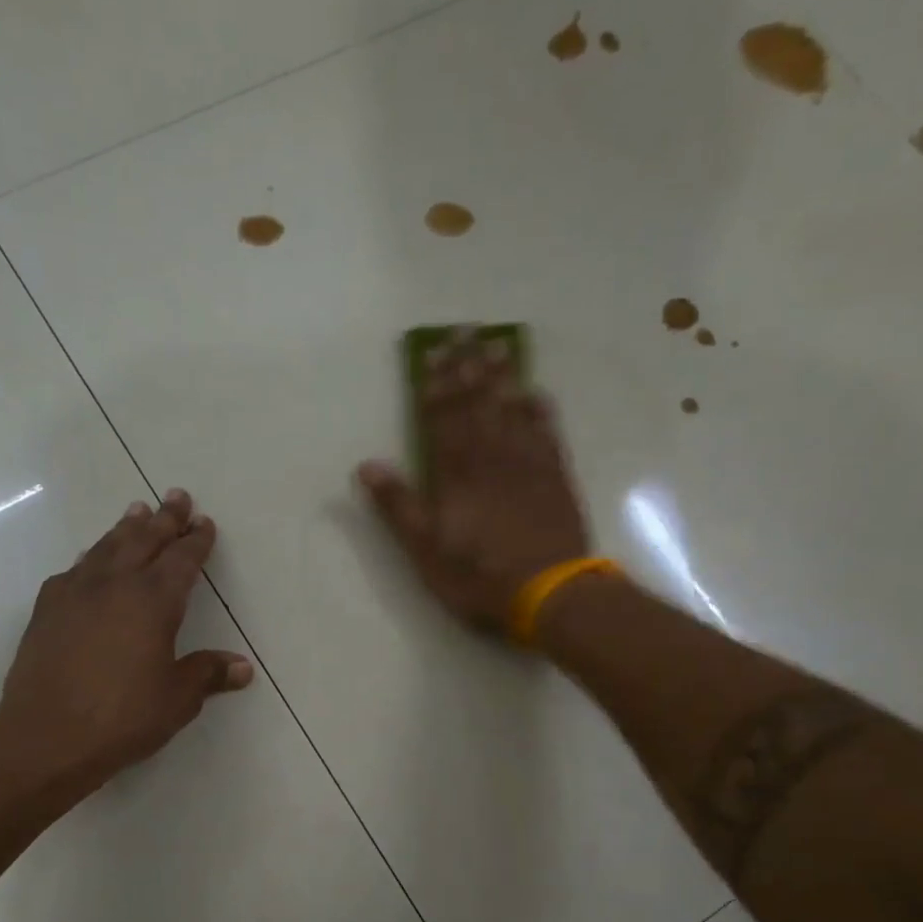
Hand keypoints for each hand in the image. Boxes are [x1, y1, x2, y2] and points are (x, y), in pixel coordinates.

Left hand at [0, 489, 251, 801]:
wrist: (46, 736)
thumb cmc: (123, 717)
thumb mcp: (177, 699)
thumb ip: (208, 674)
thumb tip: (242, 667)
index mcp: (153, 601)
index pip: (181, 560)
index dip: (195, 540)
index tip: (204, 523)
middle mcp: (115, 585)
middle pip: (143, 540)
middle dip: (164, 518)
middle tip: (176, 496)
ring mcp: (75, 593)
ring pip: (106, 547)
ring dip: (126, 528)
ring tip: (136, 511)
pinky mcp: (47, 609)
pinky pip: (76, 569)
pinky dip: (92, 557)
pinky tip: (91, 561)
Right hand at [357, 333, 590, 631]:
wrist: (547, 591)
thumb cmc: (478, 575)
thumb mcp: (425, 550)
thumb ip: (398, 506)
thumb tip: (366, 466)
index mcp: (455, 474)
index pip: (442, 418)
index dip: (435, 384)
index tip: (432, 351)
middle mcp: (491, 457)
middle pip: (477, 403)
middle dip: (467, 366)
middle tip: (465, 330)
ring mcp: (528, 464)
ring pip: (512, 409)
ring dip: (503, 377)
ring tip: (497, 345)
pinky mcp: (556, 478)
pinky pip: (547, 432)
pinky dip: (540, 410)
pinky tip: (536, 392)